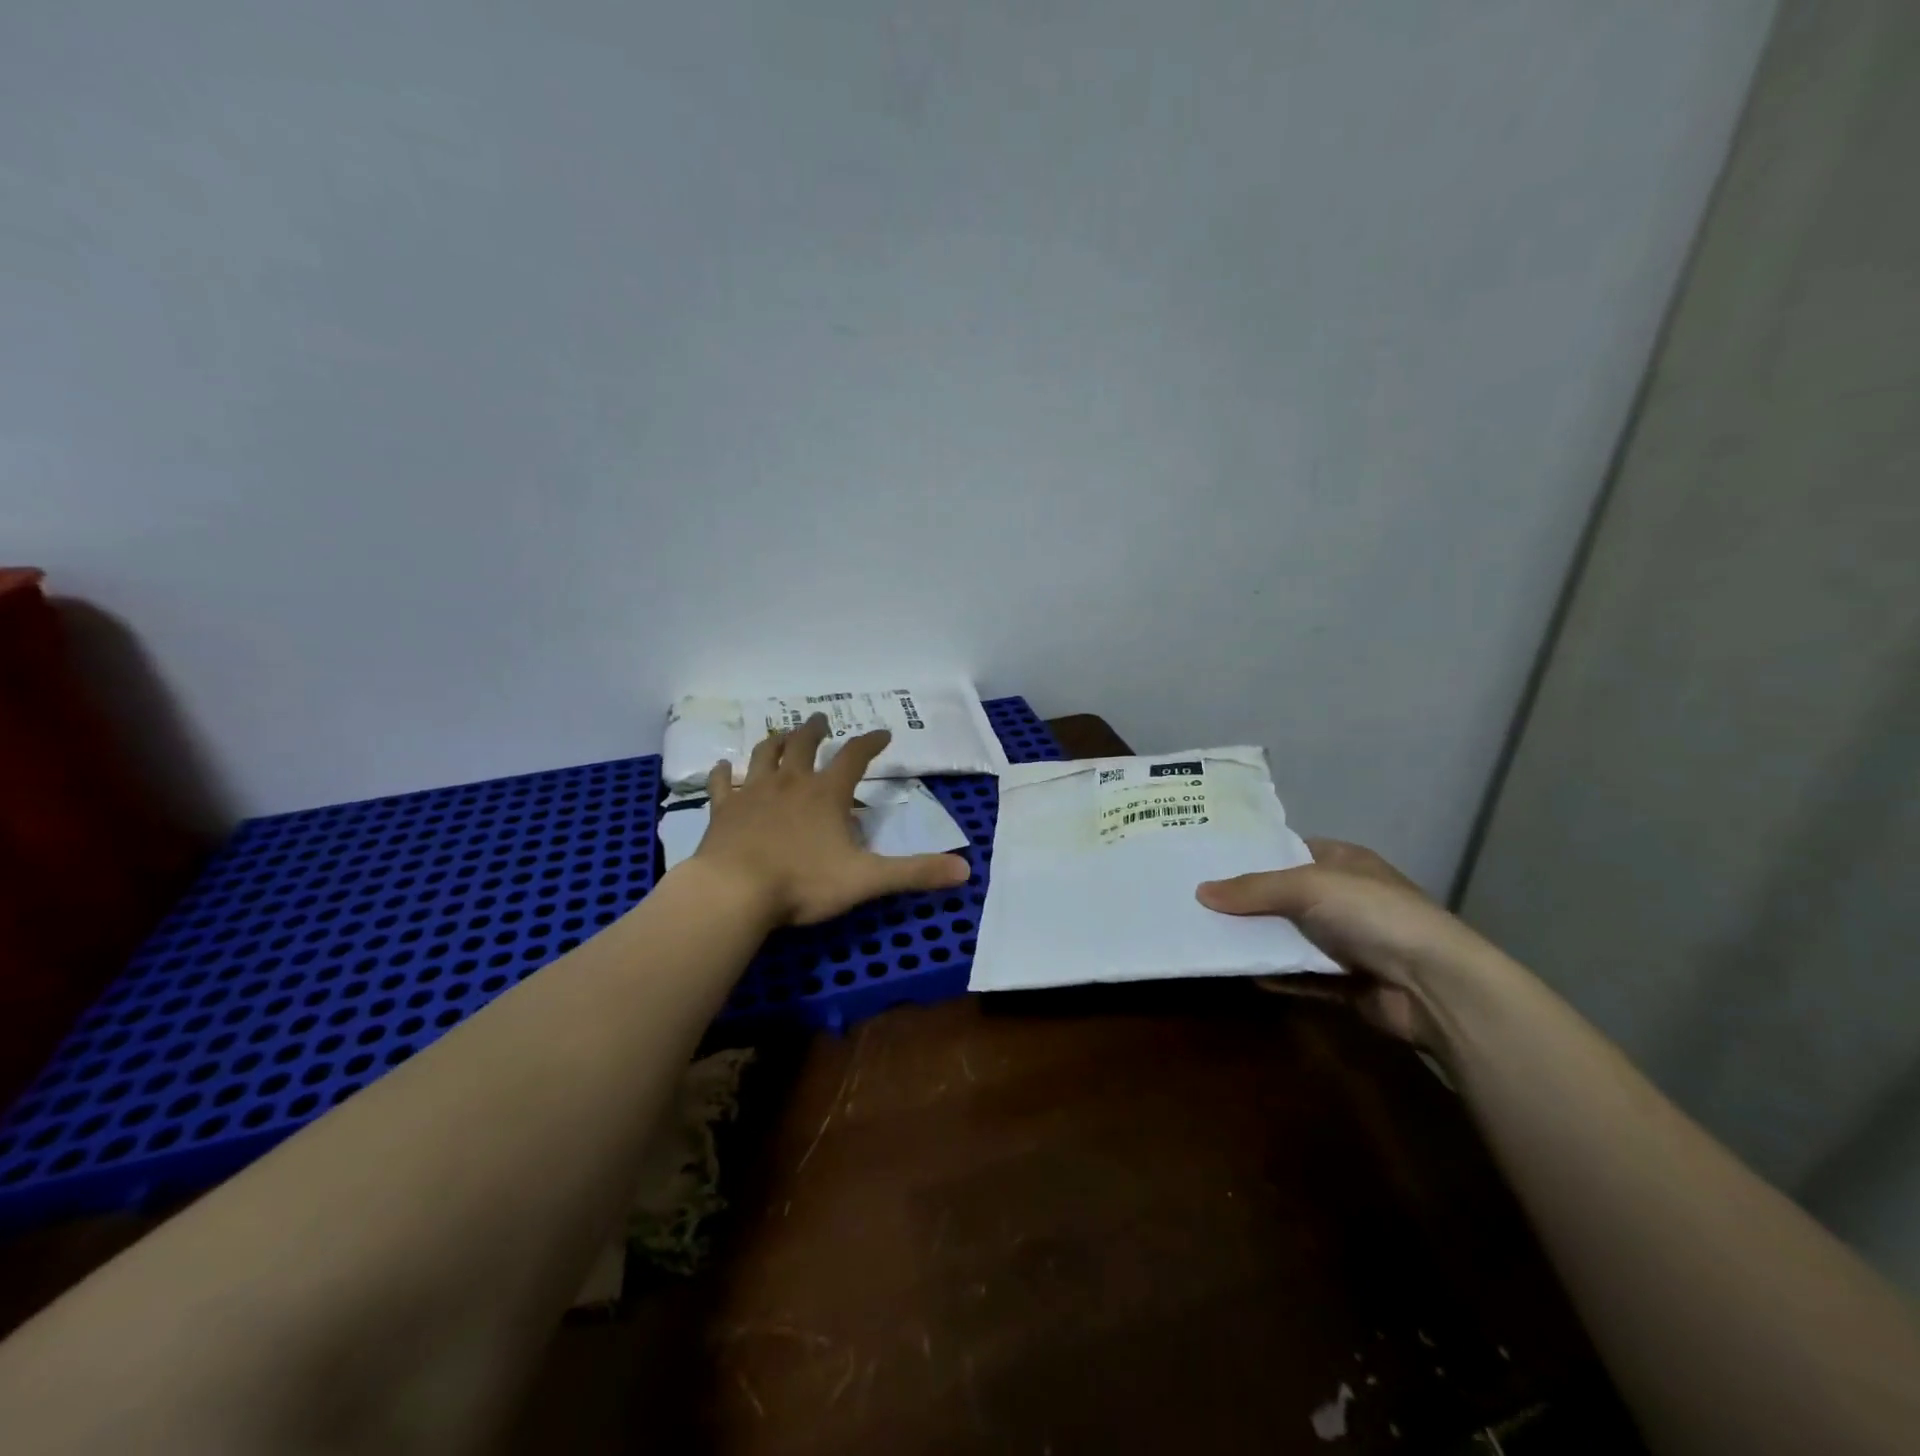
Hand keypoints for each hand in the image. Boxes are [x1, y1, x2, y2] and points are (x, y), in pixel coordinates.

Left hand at [693, 713, 971, 925]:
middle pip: (803, 744)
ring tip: (781, 734)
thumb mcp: (867, 879)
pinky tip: (723, 767)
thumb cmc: (803, 883)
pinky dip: (723, 773)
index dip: (871, 742)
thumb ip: (915, 873)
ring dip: (775, 741)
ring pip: (764, 755)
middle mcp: (790, 783)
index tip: (884, 733)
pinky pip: (722, 784)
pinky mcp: (723, 811)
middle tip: (821, 721)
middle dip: (815, 730)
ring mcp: (753, 793)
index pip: (855, 757)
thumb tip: (965, 870)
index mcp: (827, 794)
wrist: (734, 892)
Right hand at [1196, 839, 1497, 1043]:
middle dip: (1247, 901)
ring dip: (1259, 940)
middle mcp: (1347, 898)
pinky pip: (1302, 975)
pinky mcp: (1348, 982)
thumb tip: (1200, 892)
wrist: (1434, 986)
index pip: (1291, 851)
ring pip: (1291, 937)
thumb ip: (1253, 889)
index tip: (1210, 862)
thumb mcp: (1307, 887)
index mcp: (1344, 863)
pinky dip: (1277, 974)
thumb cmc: (1373, 915)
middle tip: (1197, 901)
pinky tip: (1243, 973)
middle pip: (1285, 896)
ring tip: (1208, 935)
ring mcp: (1349, 942)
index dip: (1254, 856)